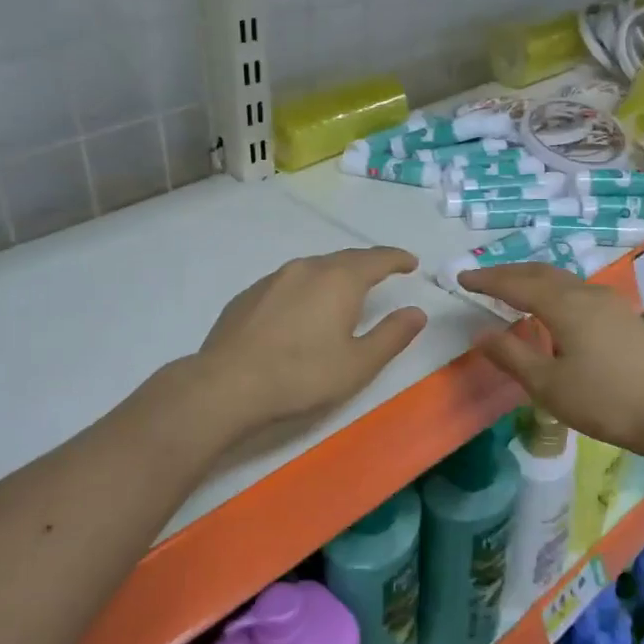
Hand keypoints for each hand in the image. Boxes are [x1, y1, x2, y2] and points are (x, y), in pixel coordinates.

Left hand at [198, 247, 427, 433]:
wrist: (227, 385)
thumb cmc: (302, 376)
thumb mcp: (359, 364)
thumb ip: (392, 335)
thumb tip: (416, 312)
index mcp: (339, 279)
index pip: (376, 258)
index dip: (396, 258)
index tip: (411, 263)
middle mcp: (306, 268)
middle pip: (344, 259)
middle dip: (367, 264)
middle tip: (383, 273)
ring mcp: (273, 279)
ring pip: (313, 268)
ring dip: (335, 275)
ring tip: (345, 291)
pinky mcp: (248, 295)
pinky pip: (288, 283)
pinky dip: (306, 289)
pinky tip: (302, 310)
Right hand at [458, 263, 643, 456]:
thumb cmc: (606, 401)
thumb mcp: (548, 385)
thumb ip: (511, 355)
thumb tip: (479, 333)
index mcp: (564, 305)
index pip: (515, 284)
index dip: (486, 280)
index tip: (460, 277)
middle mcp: (586, 293)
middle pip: (540, 272)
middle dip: (507, 273)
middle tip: (481, 279)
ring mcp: (609, 303)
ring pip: (561, 279)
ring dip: (531, 279)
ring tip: (511, 290)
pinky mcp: (623, 317)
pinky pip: (576, 290)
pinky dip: (551, 290)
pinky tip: (551, 309)